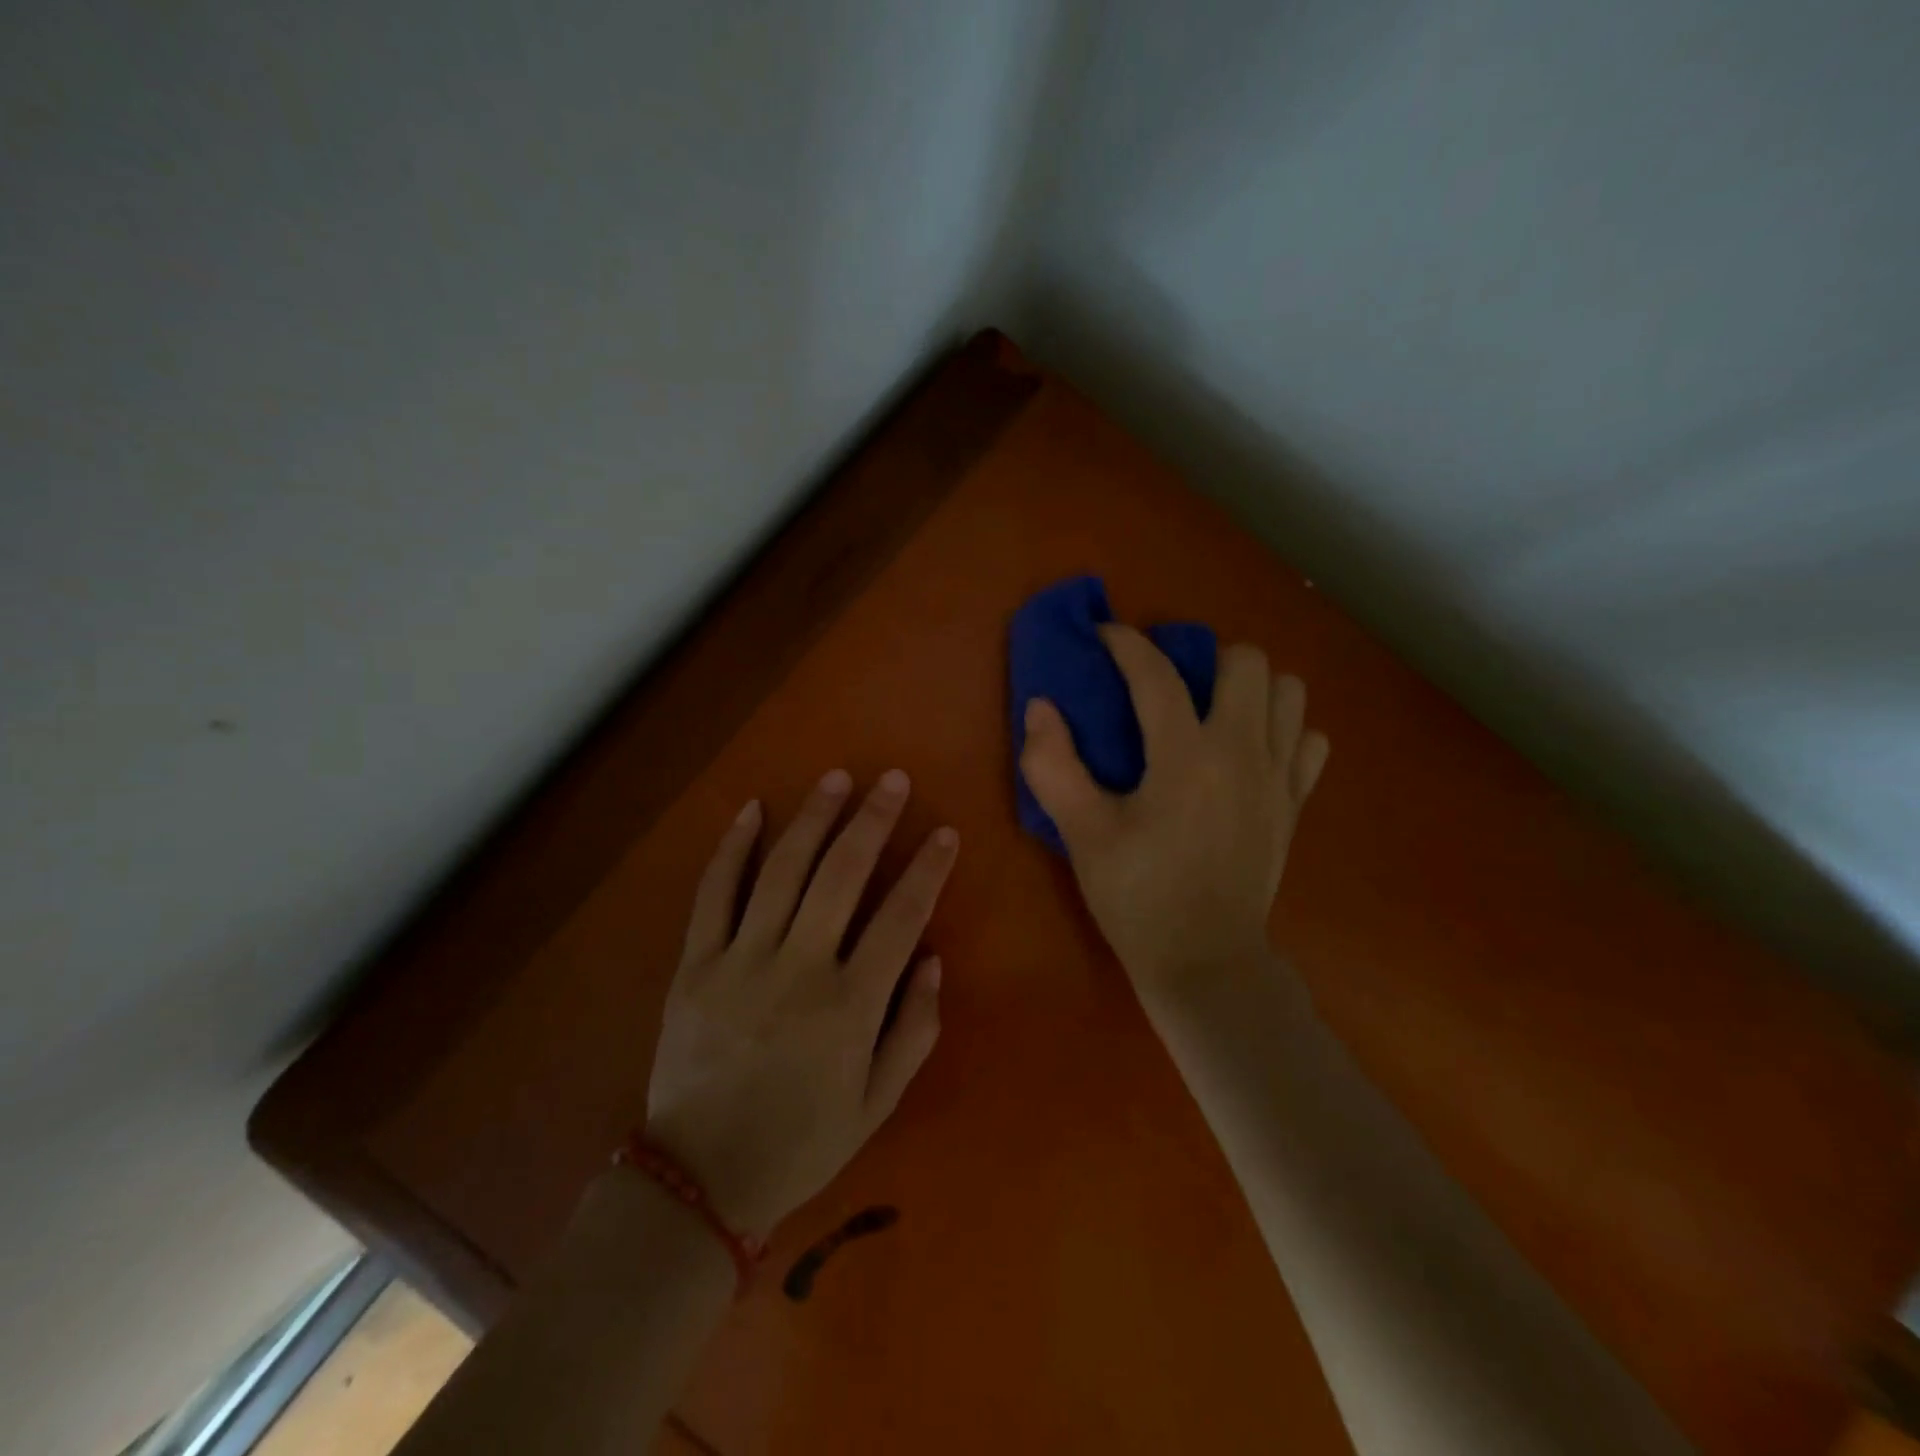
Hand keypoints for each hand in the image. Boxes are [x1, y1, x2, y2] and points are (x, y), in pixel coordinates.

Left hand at [643, 769, 956, 1236]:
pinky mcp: (695, 964)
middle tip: (893, 780)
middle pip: (842, 875)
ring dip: (813, 818)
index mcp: (849, 1005)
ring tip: (837, 778)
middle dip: (872, 820)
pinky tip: (752, 810)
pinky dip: (732, 848)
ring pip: (782, 870)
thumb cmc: (801, 1142)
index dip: (927, 869)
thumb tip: (932, 958)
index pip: (901, 917)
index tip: (944, 832)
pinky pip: (713, 894)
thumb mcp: (877, 1102)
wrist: (700, 1178)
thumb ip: (913, 1029)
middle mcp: (798, 968)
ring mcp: (740, 960)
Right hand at [1019, 626, 1327, 1002]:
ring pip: (1289, 692)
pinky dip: (1284, 730)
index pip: (1156, 674)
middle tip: (1169, 684)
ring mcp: (1278, 777)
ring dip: (1251, 687)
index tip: (1104, 635)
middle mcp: (1243, 752)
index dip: (1126, 643)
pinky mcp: (1295, 804)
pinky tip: (1251, 751)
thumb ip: (1053, 765)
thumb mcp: (1082, 834)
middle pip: (1246, 661)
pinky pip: (1309, 740)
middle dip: (1204, 657)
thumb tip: (1040, 706)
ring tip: (1213, 710)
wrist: (1204, 962)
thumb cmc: (1137, 896)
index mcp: (1186, 756)